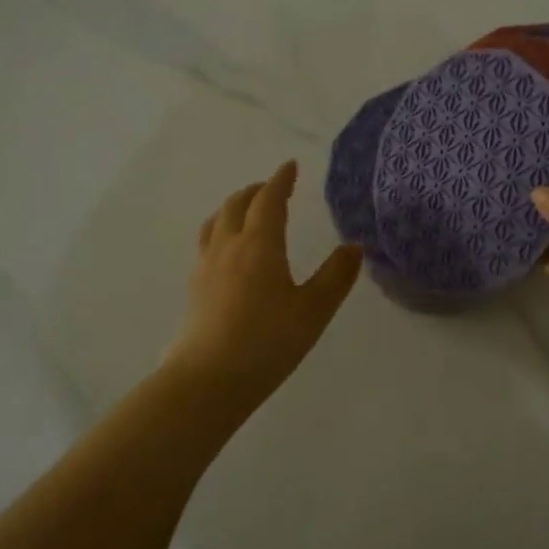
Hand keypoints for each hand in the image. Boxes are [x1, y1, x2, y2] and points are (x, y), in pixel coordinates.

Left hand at [166, 161, 363, 401]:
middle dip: (255, 191)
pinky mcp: (194, 288)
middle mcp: (228, 246)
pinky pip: (206, 242)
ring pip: (215, 222)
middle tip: (272, 188)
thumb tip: (354, 246)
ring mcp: (205, 266)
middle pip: (236, 205)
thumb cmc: (268, 342)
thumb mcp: (314, 310)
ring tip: (245, 211)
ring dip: (233, 207)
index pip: (269, 200)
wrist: (207, 381)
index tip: (290, 167)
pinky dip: (220, 230)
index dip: (281, 180)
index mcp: (259, 244)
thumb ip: (336, 276)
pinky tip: (227, 252)